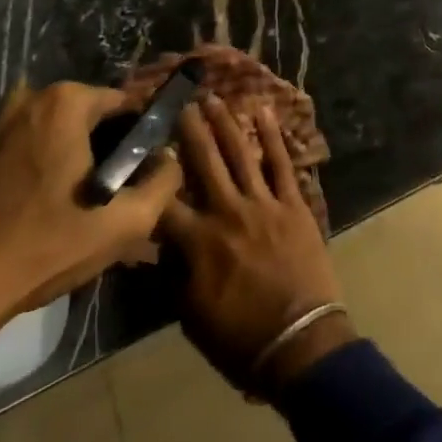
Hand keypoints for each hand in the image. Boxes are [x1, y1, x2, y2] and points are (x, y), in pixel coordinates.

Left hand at [0, 80, 182, 359]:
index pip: (126, 103)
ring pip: (59, 131)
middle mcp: (31, 98)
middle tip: (117, 193)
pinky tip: (47, 206)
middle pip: (91, 115)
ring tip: (83, 203)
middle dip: (109, 147)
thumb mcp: (124, 223)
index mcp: (66, 102)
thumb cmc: (45, 248)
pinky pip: (29, 145)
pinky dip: (45, 164)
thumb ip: (164, 182)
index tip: (146, 170)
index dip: (142, 136)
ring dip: (76, 156)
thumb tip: (172, 159)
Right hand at [159, 97, 352, 392]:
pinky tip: (265, 112)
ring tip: (213, 98)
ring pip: (240, 154)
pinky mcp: (293, 204)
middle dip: (189, 130)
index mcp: (198, 241)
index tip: (141, 148)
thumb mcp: (190, 315)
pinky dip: (273, 137)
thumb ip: (173, 273)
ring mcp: (263, 204)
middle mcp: (227, 212)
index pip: (164, 201)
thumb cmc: (240, 338)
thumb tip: (158, 244)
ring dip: (226, 124)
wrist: (300, 343)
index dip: (150, 174)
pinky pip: (281, 164)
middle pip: (203, 162)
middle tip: (180, 101)